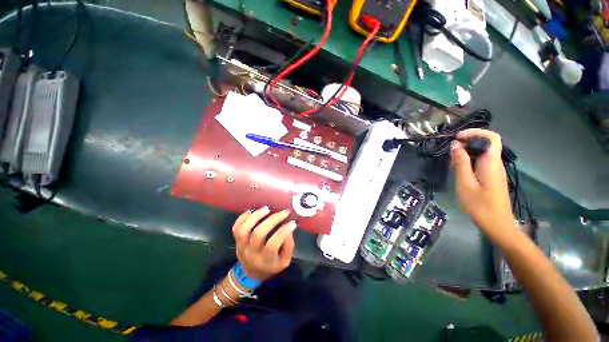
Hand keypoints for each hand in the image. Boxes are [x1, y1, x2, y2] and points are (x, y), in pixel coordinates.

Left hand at [231, 206, 296, 280]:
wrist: (251, 273)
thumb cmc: (271, 265)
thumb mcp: (284, 261)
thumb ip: (289, 246)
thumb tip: (289, 228)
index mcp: (266, 260)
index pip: (273, 244)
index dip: (283, 232)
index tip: (292, 222)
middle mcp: (252, 253)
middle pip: (259, 233)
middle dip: (273, 220)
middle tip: (284, 212)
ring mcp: (242, 246)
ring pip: (244, 229)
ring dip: (256, 216)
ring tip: (267, 208)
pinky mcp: (236, 240)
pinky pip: (236, 227)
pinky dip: (243, 217)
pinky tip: (253, 211)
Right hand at [450, 129, 514, 234]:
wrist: (496, 224)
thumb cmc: (479, 205)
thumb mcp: (465, 183)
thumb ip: (461, 163)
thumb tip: (455, 145)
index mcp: (491, 163)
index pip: (491, 137)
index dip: (475, 133)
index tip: (457, 138)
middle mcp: (495, 163)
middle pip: (485, 144)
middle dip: (466, 143)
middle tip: (450, 152)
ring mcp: (494, 171)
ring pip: (481, 153)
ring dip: (465, 153)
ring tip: (451, 162)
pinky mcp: (491, 177)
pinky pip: (480, 162)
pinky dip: (468, 162)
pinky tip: (458, 171)